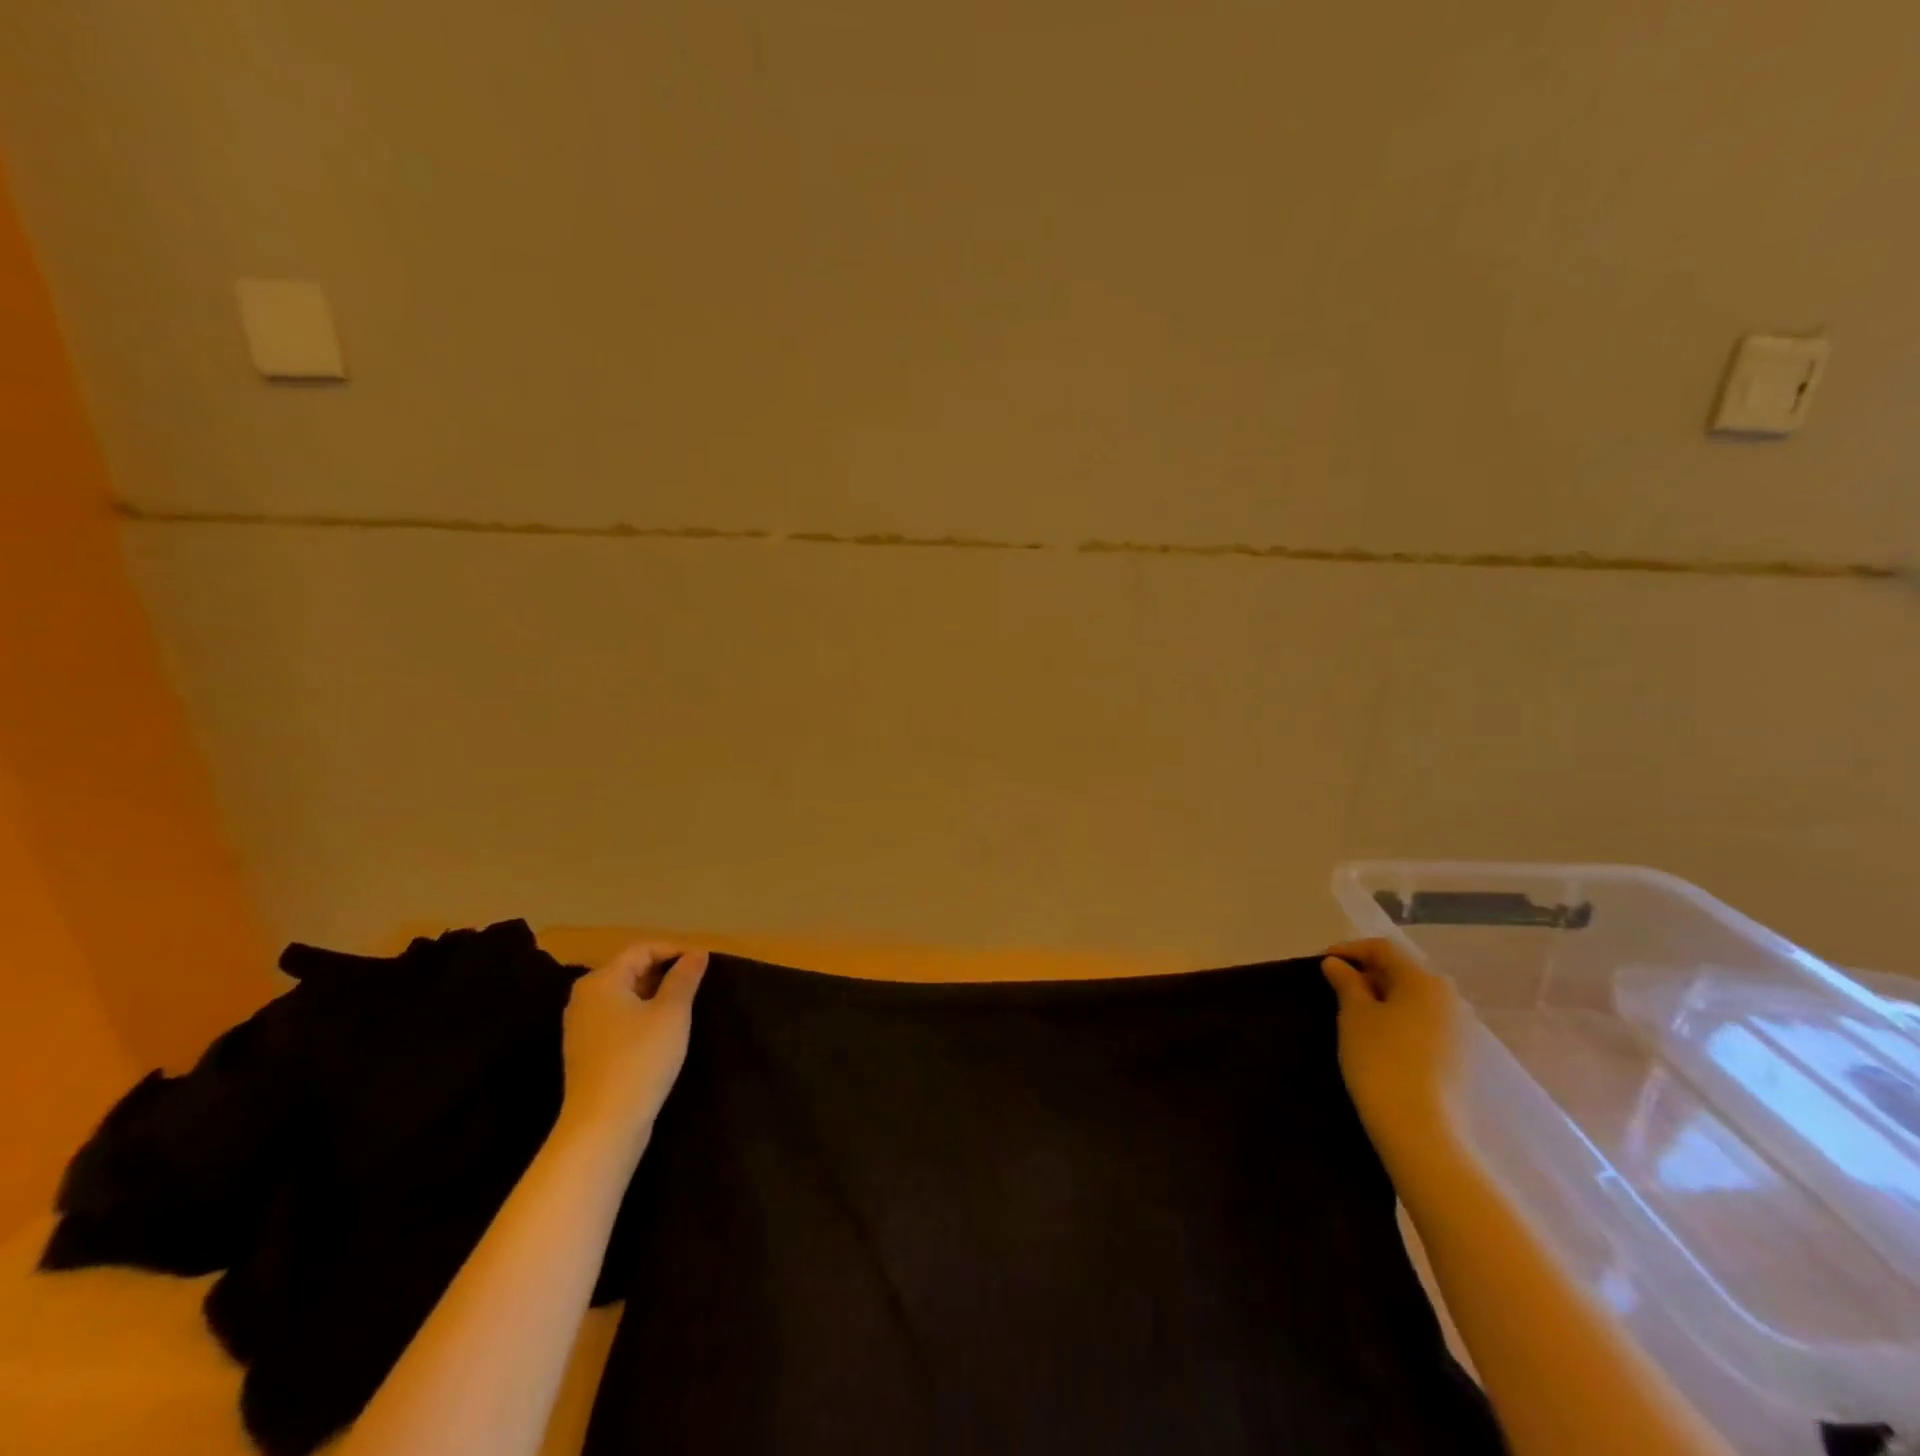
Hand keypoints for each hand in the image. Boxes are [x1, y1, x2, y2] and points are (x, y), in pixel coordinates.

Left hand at [556, 943, 707, 1154]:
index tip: (705, 961)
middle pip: (630, 970)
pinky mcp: (586, 1052)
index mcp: (601, 981)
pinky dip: (641, 1015)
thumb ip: (684, 978)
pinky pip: (617, 1019)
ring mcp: (581, 1027)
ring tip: (685, 1004)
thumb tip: (696, 953)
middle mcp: (584, 998)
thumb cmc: (640, 1059)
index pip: (642, 950)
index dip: (675, 950)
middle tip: (698, 982)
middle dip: (665, 971)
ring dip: (655, 994)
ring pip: (624, 996)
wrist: (604, 1124)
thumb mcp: (671, 1013)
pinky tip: (663, 1030)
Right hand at [1321, 938, 1467, 1164]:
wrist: (1419, 1128)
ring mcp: (1458, 1029)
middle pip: (1402, 971)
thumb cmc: (1380, 1059)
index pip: (1383, 949)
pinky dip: (1397, 1019)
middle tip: (1334, 986)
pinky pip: (1423, 1022)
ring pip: (1413, 998)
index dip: (1350, 950)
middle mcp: (1448, 998)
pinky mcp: (1458, 1056)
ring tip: (1352, 1011)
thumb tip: (1337, 964)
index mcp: (1424, 980)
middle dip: (1367, 973)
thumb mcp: (1354, 1014)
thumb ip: (1346, 983)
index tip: (1322, 962)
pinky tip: (1377, 1036)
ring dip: (1382, 997)